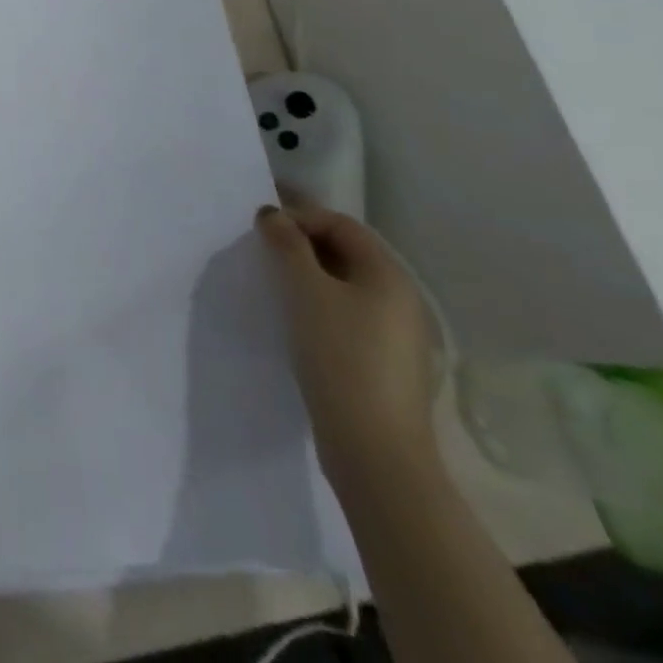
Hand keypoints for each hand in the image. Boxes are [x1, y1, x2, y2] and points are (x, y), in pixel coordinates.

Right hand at [256, 197, 437, 485]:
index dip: (300, 217)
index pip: (341, 223)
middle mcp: (401, 298)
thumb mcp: (303, 289)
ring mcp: (397, 335)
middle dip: (301, 245)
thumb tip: (272, 214)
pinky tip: (295, 323)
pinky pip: (348, 316)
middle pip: (346, 252)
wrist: (373, 447)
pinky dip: (319, 307)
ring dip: (308, 277)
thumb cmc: (339, 354)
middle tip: (262, 254)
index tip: (261, 230)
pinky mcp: (385, 364)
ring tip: (273, 286)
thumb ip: (286, 244)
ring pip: (346, 286)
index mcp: (389, 275)